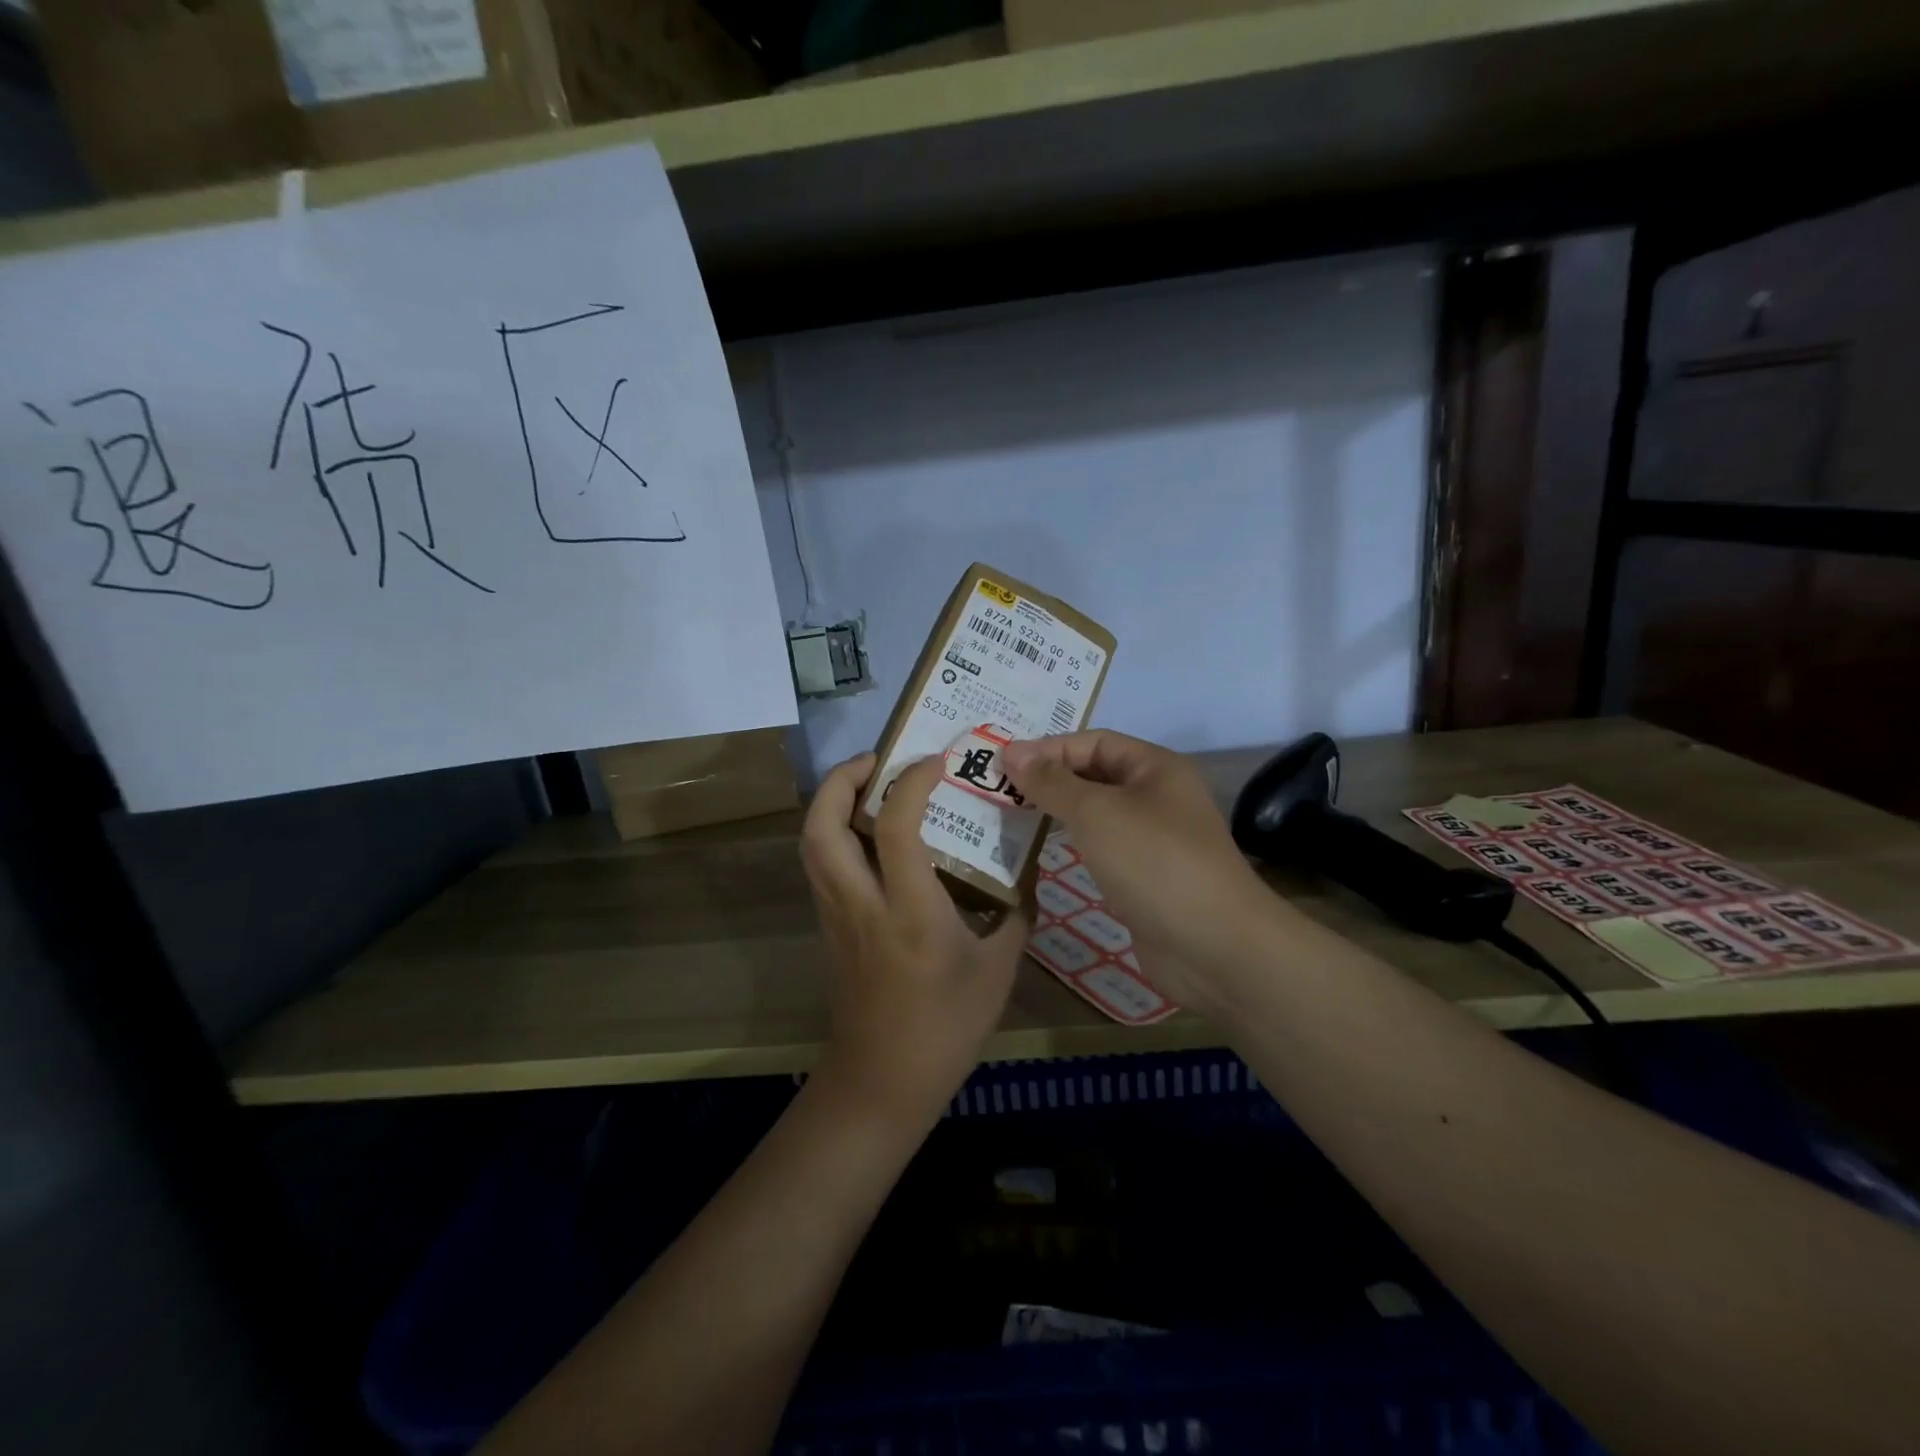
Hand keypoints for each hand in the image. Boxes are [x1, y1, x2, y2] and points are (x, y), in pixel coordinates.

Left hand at [799, 752, 1030, 1125]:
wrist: (883, 1082)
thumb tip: (1025, 871)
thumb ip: (1015, 912)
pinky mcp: (829, 926)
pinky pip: (821, 864)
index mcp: (910, 910)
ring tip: (869, 786)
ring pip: (811, 842)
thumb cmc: (947, 1027)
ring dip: (831, 801)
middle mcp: (862, 902)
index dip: (912, 781)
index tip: (938, 760)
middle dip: (842, 779)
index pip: (896, 825)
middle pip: (822, 824)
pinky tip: (870, 834)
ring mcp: (837, 914)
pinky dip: (834, 832)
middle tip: (878, 760)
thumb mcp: (999, 969)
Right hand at [1001, 731, 1277, 1007]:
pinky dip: (1071, 843)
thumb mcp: (1096, 812)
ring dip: (1056, 811)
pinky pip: (1101, 847)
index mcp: (1155, 768)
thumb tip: (1012, 753)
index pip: (1094, 742)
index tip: (1001, 764)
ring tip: (1010, 815)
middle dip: (1049, 779)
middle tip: (998, 788)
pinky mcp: (1144, 877)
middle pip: (1094, 775)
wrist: (1213, 946)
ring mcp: (1153, 839)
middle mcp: (1157, 796)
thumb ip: (1052, 782)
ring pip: (1096, 813)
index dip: (1048, 748)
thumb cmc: (1153, 862)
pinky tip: (1042, 850)